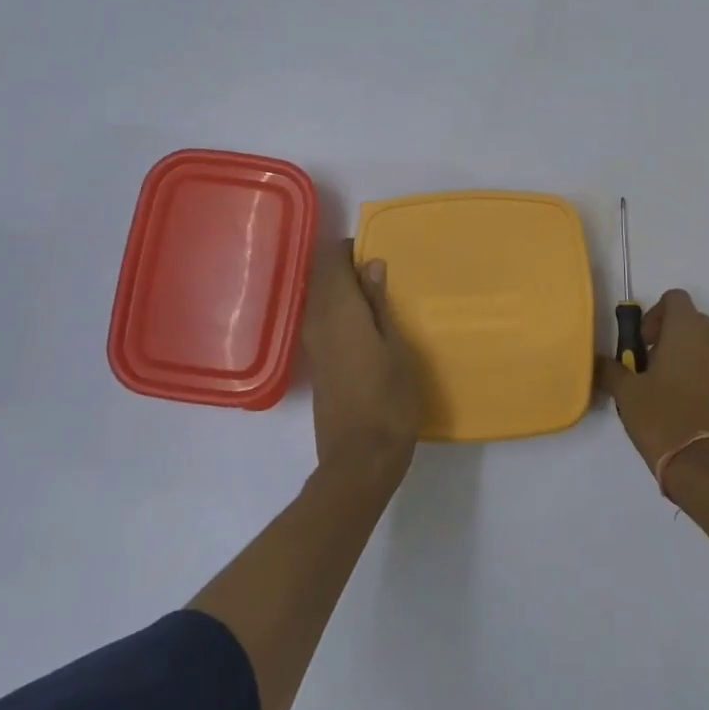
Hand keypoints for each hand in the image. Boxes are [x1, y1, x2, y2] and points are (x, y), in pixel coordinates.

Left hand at [298, 242, 420, 492]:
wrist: (359, 460)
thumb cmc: (389, 400)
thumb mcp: (396, 347)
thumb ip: (380, 304)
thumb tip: (371, 264)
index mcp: (338, 310)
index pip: (331, 260)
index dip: (350, 249)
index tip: (376, 252)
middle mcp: (317, 320)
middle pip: (321, 277)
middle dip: (345, 267)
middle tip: (381, 272)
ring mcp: (313, 344)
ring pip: (320, 298)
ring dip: (342, 290)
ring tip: (377, 295)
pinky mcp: (316, 364)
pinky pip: (322, 320)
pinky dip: (339, 311)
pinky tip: (365, 323)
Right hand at [597, 289, 708, 482]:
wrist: (708, 467)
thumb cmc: (663, 418)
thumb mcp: (626, 393)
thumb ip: (611, 369)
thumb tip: (600, 362)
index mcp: (688, 329)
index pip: (674, 299)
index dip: (654, 314)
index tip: (642, 343)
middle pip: (691, 320)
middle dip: (669, 335)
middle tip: (648, 364)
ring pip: (705, 344)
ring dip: (685, 354)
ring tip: (664, 385)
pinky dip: (701, 373)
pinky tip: (683, 403)